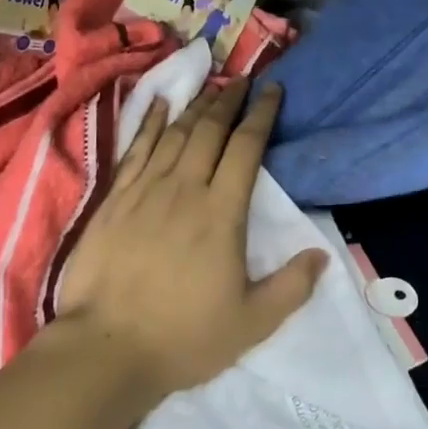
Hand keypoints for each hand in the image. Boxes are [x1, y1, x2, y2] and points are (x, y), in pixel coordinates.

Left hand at [54, 78, 326, 405]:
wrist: (104, 349)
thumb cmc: (182, 337)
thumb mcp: (251, 323)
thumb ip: (291, 287)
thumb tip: (323, 254)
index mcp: (221, 212)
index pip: (246, 147)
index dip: (262, 113)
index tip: (273, 89)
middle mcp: (185, 187)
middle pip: (210, 128)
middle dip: (229, 99)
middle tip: (242, 79)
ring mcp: (146, 188)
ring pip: (176, 132)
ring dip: (196, 105)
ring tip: (211, 86)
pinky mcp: (115, 197)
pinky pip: (137, 147)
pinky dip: (149, 121)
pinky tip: (158, 103)